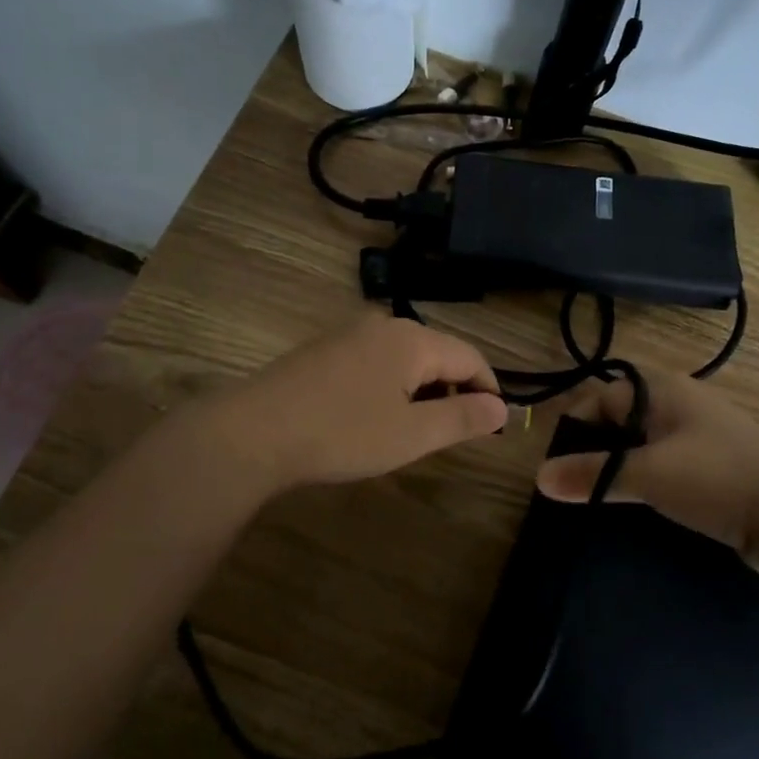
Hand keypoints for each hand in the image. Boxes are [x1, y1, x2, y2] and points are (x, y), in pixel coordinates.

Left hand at [206, 315, 507, 491]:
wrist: (255, 431)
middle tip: (454, 432)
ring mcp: (350, 332)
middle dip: (454, 389)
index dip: (489, 388)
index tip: (495, 424)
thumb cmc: (343, 433)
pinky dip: (392, 385)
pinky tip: (376, 415)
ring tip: (416, 429)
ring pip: (405, 357)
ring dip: (422, 389)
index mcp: (412, 339)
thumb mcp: (412, 435)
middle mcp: (384, 324)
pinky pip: (376, 360)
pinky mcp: (325, 348)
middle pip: (437, 352)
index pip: (470, 355)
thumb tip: (503, 408)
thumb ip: (462, 418)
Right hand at [533, 369, 758, 566]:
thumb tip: (539, 478)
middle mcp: (681, 404)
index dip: (575, 427)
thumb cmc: (718, 479)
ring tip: (599, 499)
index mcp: (663, 391)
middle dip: (595, 449)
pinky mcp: (716, 467)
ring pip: (644, 445)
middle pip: (621, 419)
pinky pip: (667, 465)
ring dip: (621, 468)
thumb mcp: (648, 474)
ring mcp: (702, 436)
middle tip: (574, 484)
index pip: (601, 397)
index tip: (558, 466)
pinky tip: (639, 507)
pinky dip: (647, 481)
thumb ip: (592, 475)